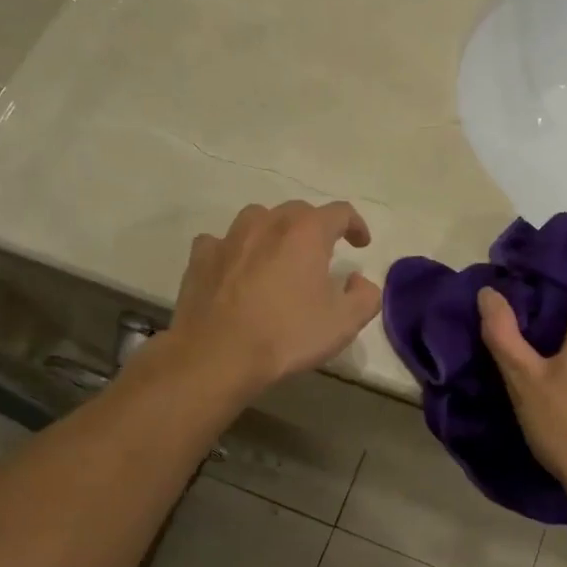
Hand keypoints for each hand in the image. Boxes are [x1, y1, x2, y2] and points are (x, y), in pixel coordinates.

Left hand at [168, 200, 381, 395]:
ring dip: (274, 231)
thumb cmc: (287, 335)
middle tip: (322, 254)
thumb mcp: (344, 323)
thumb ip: (365, 296)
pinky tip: (236, 268)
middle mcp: (268, 224)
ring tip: (278, 255)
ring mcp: (229, 238)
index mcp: (307, 232)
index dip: (356, 225)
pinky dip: (234, 250)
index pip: (340, 212)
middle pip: (298, 211)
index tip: (360, 244)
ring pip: (258, 219)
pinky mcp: (201, 258)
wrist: (218, 355)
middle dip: (315, 227)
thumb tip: (357, 280)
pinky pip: (221, 242)